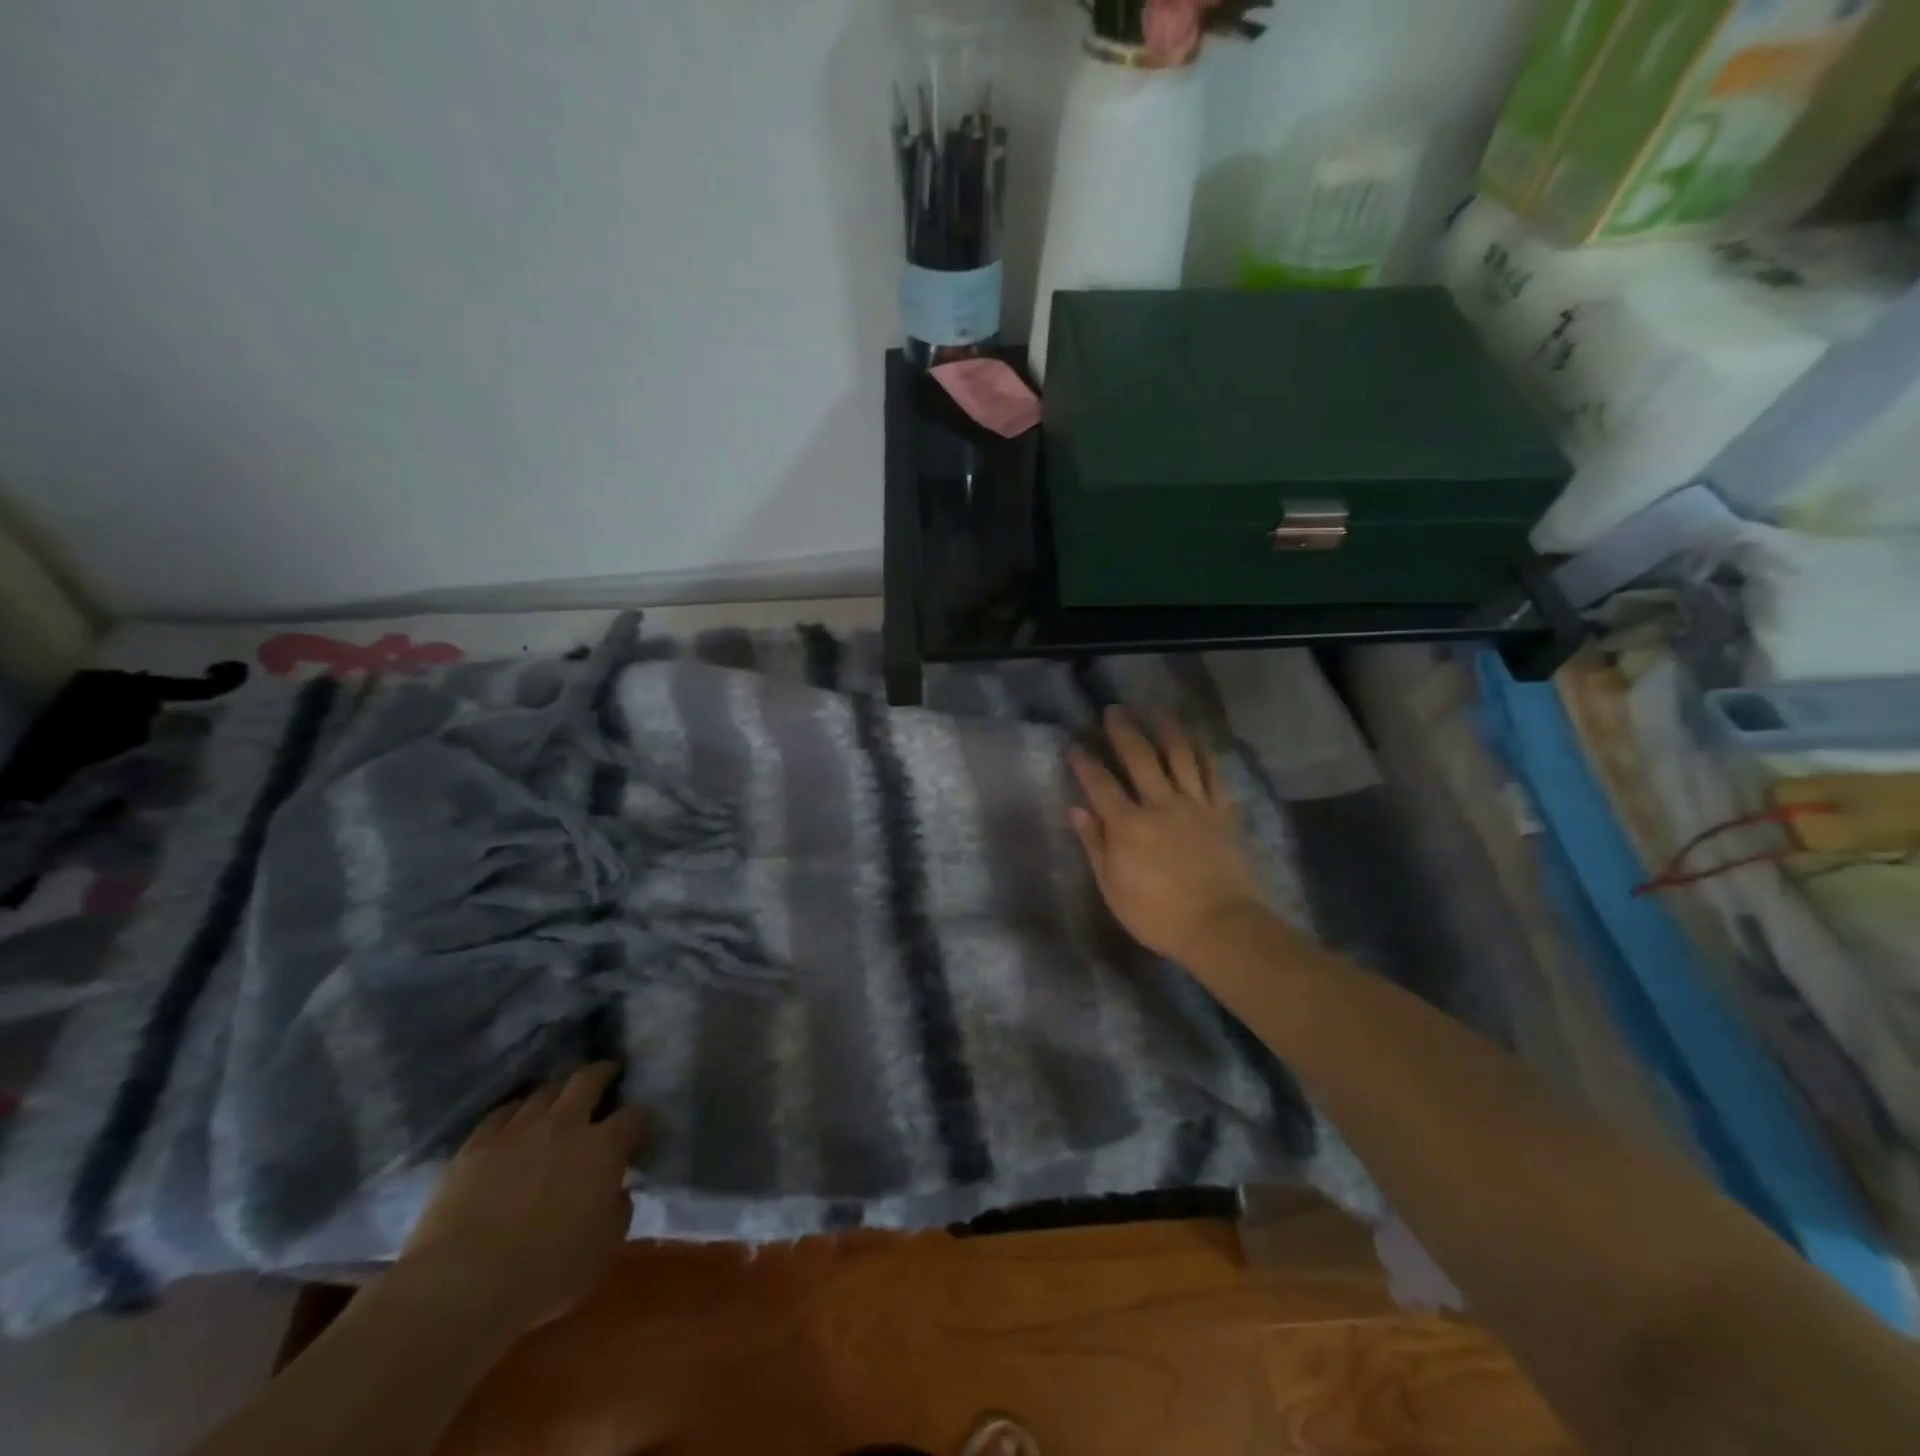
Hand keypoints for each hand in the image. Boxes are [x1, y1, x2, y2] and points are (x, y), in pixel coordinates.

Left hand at [400, 1063, 647, 1337]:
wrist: (461, 1287)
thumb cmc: (545, 1274)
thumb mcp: (604, 1249)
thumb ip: (618, 1209)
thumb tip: (616, 1190)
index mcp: (603, 1148)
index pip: (634, 1116)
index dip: (640, 1120)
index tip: (640, 1130)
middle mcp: (565, 1125)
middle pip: (589, 1079)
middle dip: (603, 1074)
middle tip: (609, 1076)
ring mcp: (518, 1131)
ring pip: (545, 1091)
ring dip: (559, 1091)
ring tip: (561, 1100)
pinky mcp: (476, 1145)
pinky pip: (501, 1113)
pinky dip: (516, 1111)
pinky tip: (516, 1119)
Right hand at [1068, 707, 1268, 965]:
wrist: (1221, 926)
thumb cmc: (1157, 915)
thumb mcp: (1113, 887)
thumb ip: (1095, 845)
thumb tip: (1077, 810)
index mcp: (1127, 825)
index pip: (1100, 784)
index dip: (1085, 762)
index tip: (1075, 745)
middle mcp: (1160, 804)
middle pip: (1140, 757)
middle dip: (1124, 730)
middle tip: (1114, 710)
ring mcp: (1195, 805)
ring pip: (1180, 755)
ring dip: (1166, 729)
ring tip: (1156, 710)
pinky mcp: (1222, 812)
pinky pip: (1213, 774)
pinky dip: (1204, 753)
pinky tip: (1197, 740)